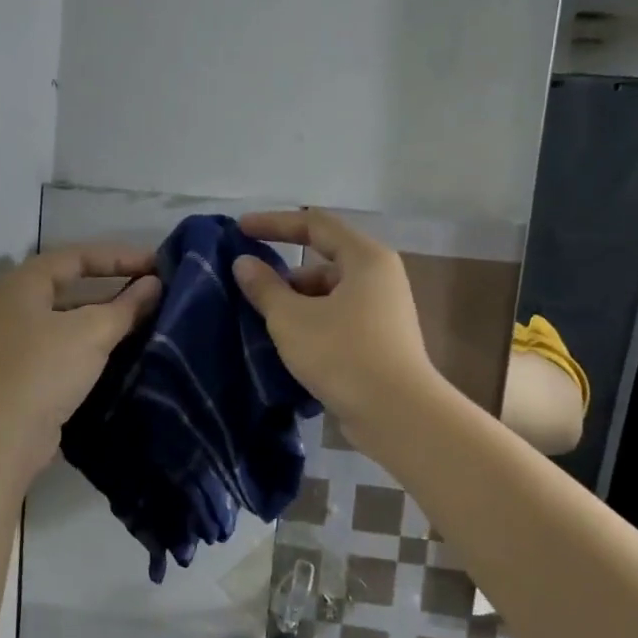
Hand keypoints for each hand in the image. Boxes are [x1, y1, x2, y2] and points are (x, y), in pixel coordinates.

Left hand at [0, 243, 160, 475]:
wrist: (3, 437)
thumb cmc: (46, 369)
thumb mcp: (93, 331)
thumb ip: (127, 306)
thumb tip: (155, 284)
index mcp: (25, 282)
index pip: (79, 255)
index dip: (120, 256)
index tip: (158, 264)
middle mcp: (18, 305)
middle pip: (74, 284)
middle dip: (115, 285)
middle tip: (154, 288)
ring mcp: (20, 340)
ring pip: (72, 317)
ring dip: (108, 316)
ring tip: (147, 318)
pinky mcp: (28, 371)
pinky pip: (69, 345)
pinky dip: (96, 342)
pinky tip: (124, 349)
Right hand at [231, 210, 438, 448]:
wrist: (396, 414)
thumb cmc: (342, 354)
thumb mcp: (291, 318)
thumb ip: (265, 287)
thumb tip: (244, 263)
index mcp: (365, 258)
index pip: (315, 224)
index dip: (274, 223)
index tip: (241, 230)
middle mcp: (380, 277)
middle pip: (323, 261)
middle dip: (284, 275)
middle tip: (250, 292)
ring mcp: (384, 310)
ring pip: (330, 294)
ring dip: (296, 303)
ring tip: (264, 325)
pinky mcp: (381, 340)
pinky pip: (339, 319)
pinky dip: (313, 324)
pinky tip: (289, 346)